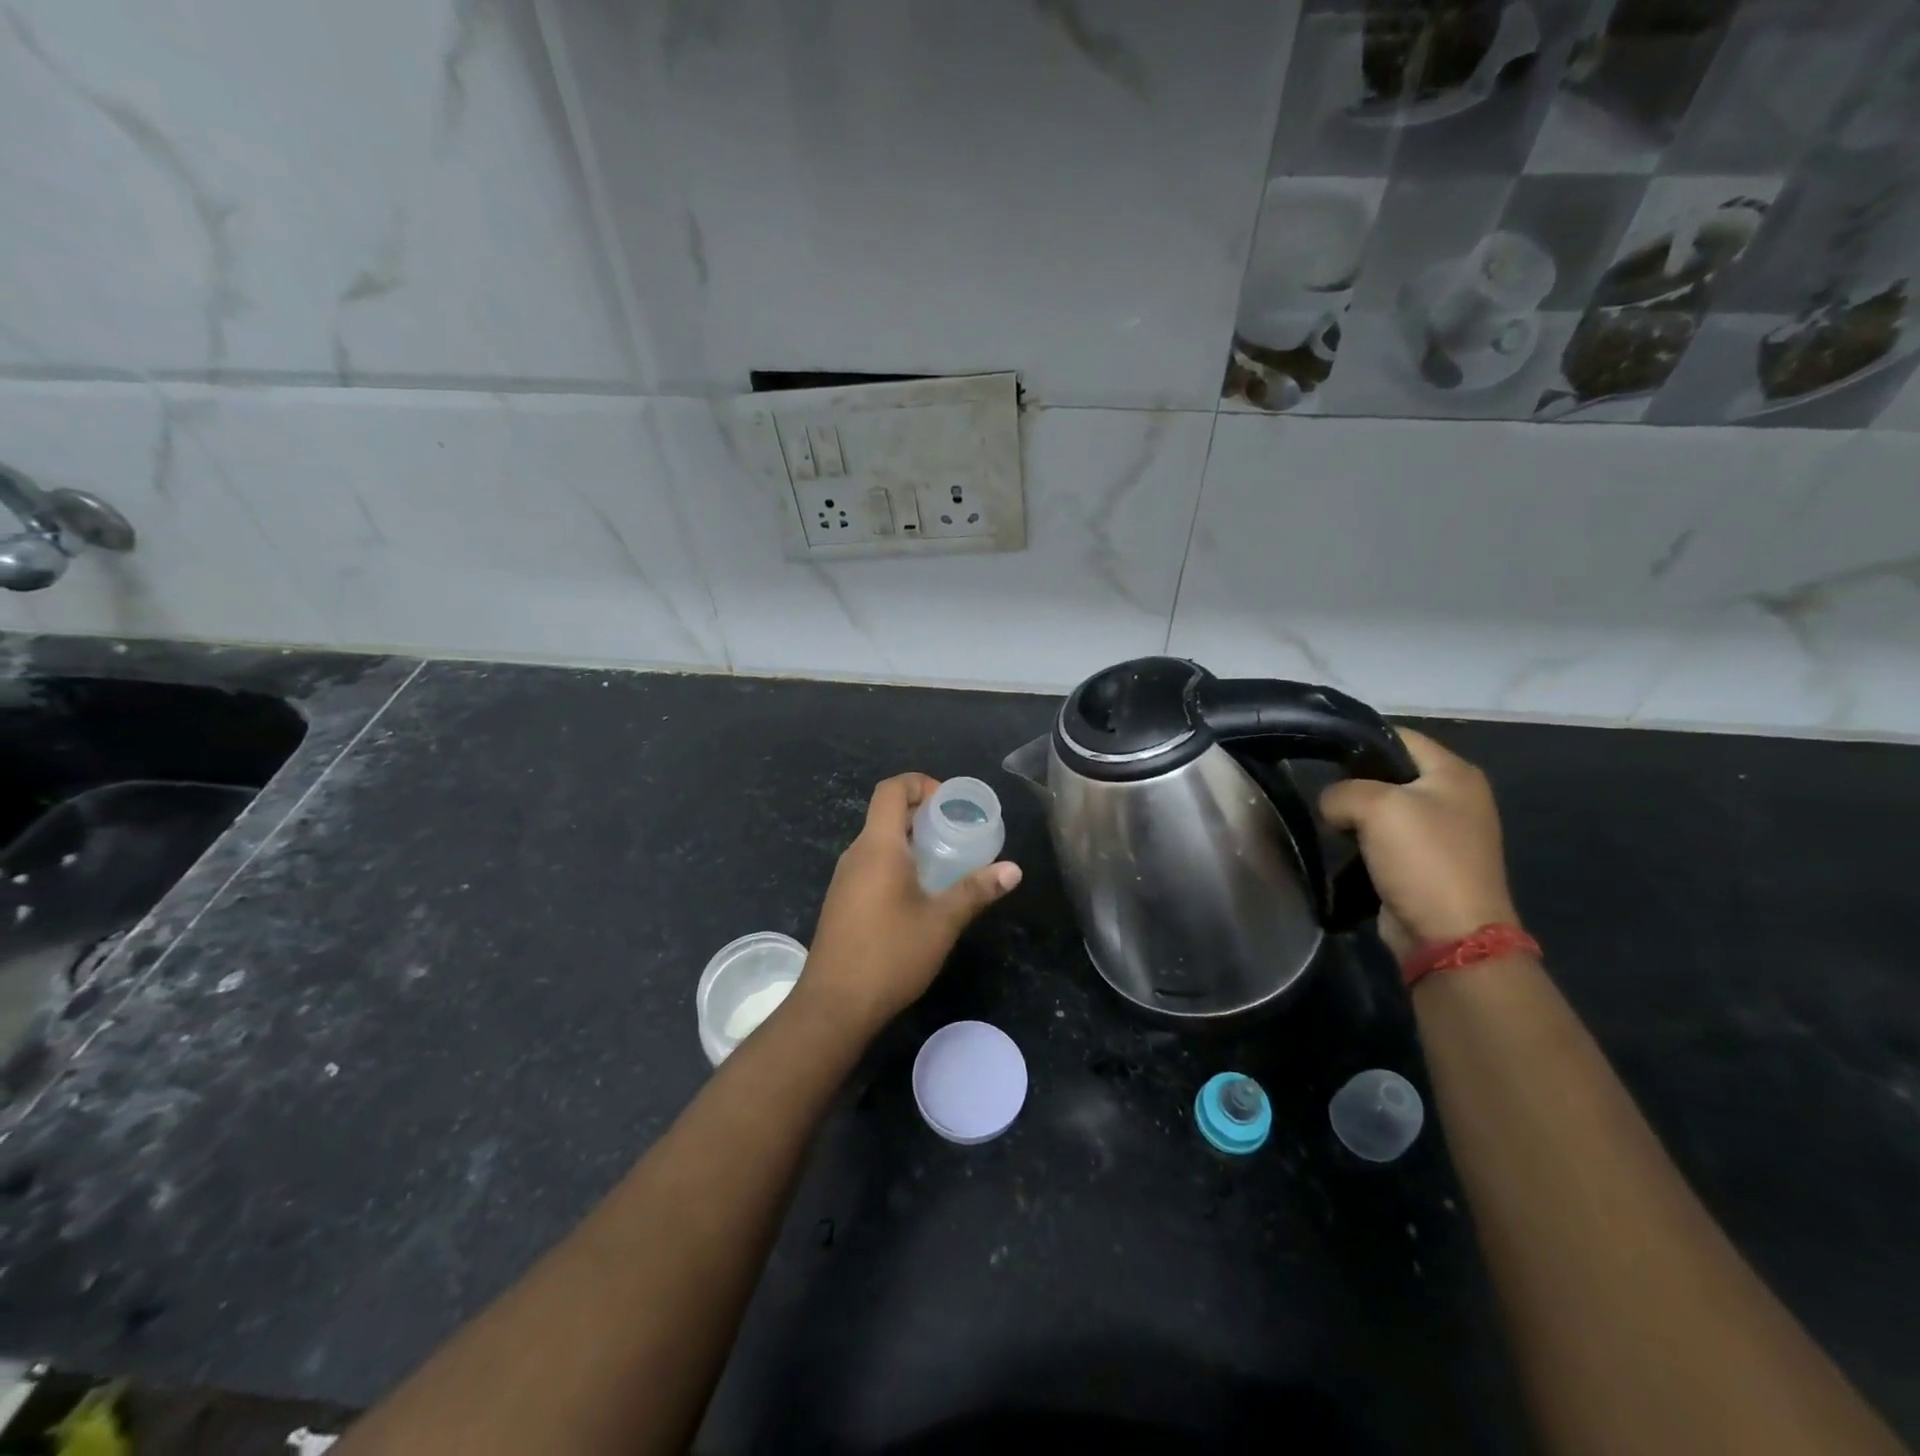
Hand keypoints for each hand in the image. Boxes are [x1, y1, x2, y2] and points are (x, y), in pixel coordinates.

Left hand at [796, 773, 1021, 1033]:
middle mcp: (856, 854)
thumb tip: (1014, 869)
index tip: (950, 803)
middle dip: (923, 814)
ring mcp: (844, 879)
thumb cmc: (890, 955)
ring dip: (911, 841)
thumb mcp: (941, 922)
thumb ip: (976, 890)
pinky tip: (920, 894)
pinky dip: (897, 864)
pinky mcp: (841, 902)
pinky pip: (871, 865)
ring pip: (879, 842)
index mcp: (878, 846)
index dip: (920, 783)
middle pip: (886, 814)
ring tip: (946, 862)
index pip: (891, 789)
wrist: (834, 1006)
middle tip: (958, 832)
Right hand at [1320, 728, 1519, 958]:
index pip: (1399, 736)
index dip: (1359, 739)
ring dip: (1354, 815)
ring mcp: (1441, 832)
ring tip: (1328, 822)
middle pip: (1389, 772)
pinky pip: (1384, 839)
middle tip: (1322, 792)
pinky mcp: (1424, 863)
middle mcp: (1453, 797)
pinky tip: (1342, 848)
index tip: (1320, 751)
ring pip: (1382, 808)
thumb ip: (1341, 791)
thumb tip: (1332, 807)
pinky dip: (1361, 841)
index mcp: (1455, 773)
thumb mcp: (1376, 806)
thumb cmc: (1423, 859)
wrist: (1449, 935)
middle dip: (1352, 781)